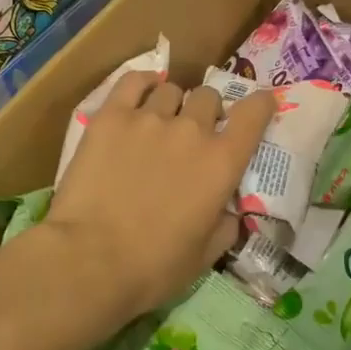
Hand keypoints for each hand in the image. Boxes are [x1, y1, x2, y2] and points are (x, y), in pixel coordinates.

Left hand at [46, 71, 276, 324]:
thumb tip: (228, 212)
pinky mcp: (111, 117)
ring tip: (159, 121)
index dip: (260, 104)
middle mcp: (192, 130)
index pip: (254, 113)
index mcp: (223, 162)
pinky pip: (132, 82)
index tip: (259, 105)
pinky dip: (142, 84)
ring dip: (172, 104)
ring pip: (171, 90)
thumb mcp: (205, 255)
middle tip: (194, 133)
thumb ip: (225, 225)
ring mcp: (149, 118)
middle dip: (207, 111)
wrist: (90, 261)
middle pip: (208, 97)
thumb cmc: (154, 267)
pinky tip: (140, 93)